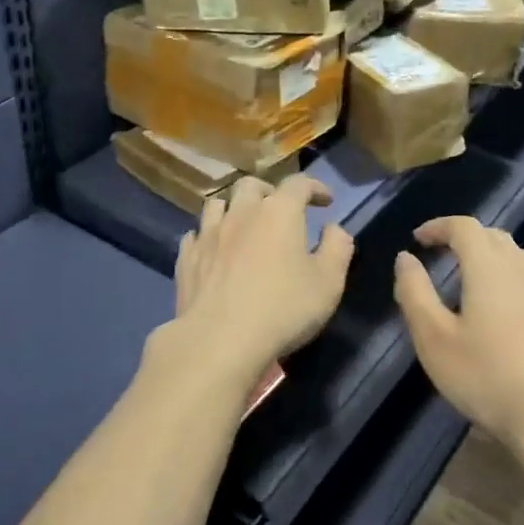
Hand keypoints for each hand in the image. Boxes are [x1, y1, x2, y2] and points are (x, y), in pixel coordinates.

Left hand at [170, 175, 354, 392]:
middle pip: (252, 186)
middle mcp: (241, 213)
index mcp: (278, 212)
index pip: (298, 184)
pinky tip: (214, 250)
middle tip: (280, 210)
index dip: (315, 187)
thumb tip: (333, 229)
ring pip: (218, 205)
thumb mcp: (328, 283)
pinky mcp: (186, 258)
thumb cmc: (283, 309)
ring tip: (243, 225)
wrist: (219, 340)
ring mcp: (208, 234)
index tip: (325, 200)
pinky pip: (195, 235)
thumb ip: (337, 249)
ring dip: (234, 208)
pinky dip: (208, 236)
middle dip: (269, 191)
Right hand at [393, 217, 523, 459]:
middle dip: (462, 237)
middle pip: (492, 236)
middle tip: (437, 254)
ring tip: (464, 276)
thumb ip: (415, 292)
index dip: (438, 226)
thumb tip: (405, 258)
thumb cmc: (486, 376)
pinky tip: (494, 307)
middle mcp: (521, 269)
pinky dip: (504, 275)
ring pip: (514, 255)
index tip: (417, 239)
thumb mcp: (434, 338)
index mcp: (489, 267)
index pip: (464, 227)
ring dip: (486, 254)